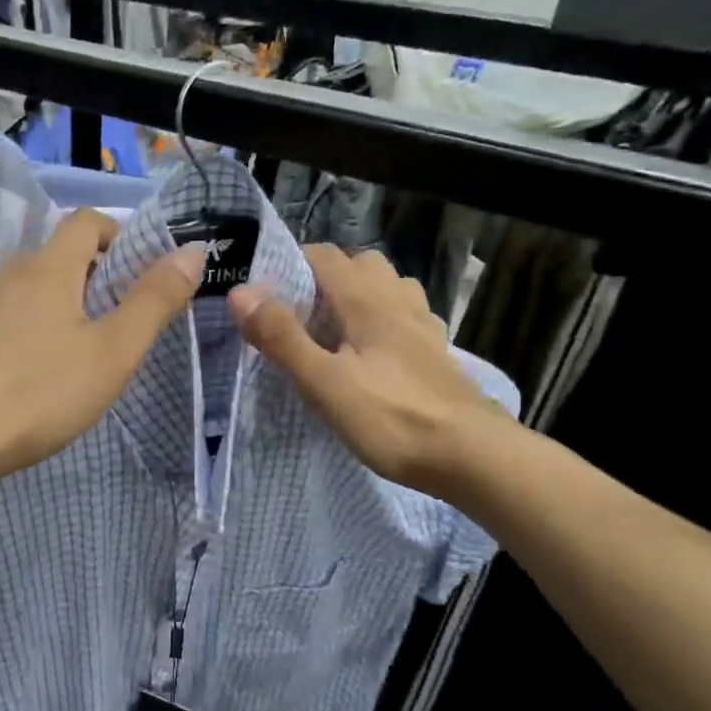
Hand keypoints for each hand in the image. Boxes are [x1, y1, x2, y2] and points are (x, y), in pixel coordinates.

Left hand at [0, 210, 202, 480]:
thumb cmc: (40, 392)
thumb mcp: (113, 351)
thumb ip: (155, 300)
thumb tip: (192, 251)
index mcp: (48, 267)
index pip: (87, 221)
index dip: (119, 238)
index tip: (138, 279)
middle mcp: (10, 272)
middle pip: (60, 255)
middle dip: (95, 278)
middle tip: (115, 327)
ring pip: (32, 287)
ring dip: (61, 305)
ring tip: (76, 355)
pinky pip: (8, 314)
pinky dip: (30, 328)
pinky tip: (33, 373)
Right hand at [228, 245, 510, 496]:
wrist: (471, 455)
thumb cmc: (391, 417)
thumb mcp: (324, 382)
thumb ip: (281, 337)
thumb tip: (240, 292)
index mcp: (367, 299)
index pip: (324, 254)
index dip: (290, 264)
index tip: (264, 293)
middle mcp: (397, 300)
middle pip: (360, 264)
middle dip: (325, 278)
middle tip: (298, 314)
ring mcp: (423, 325)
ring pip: (387, 288)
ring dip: (358, 296)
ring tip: (334, 330)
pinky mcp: (436, 352)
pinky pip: (405, 316)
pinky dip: (384, 320)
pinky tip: (373, 352)